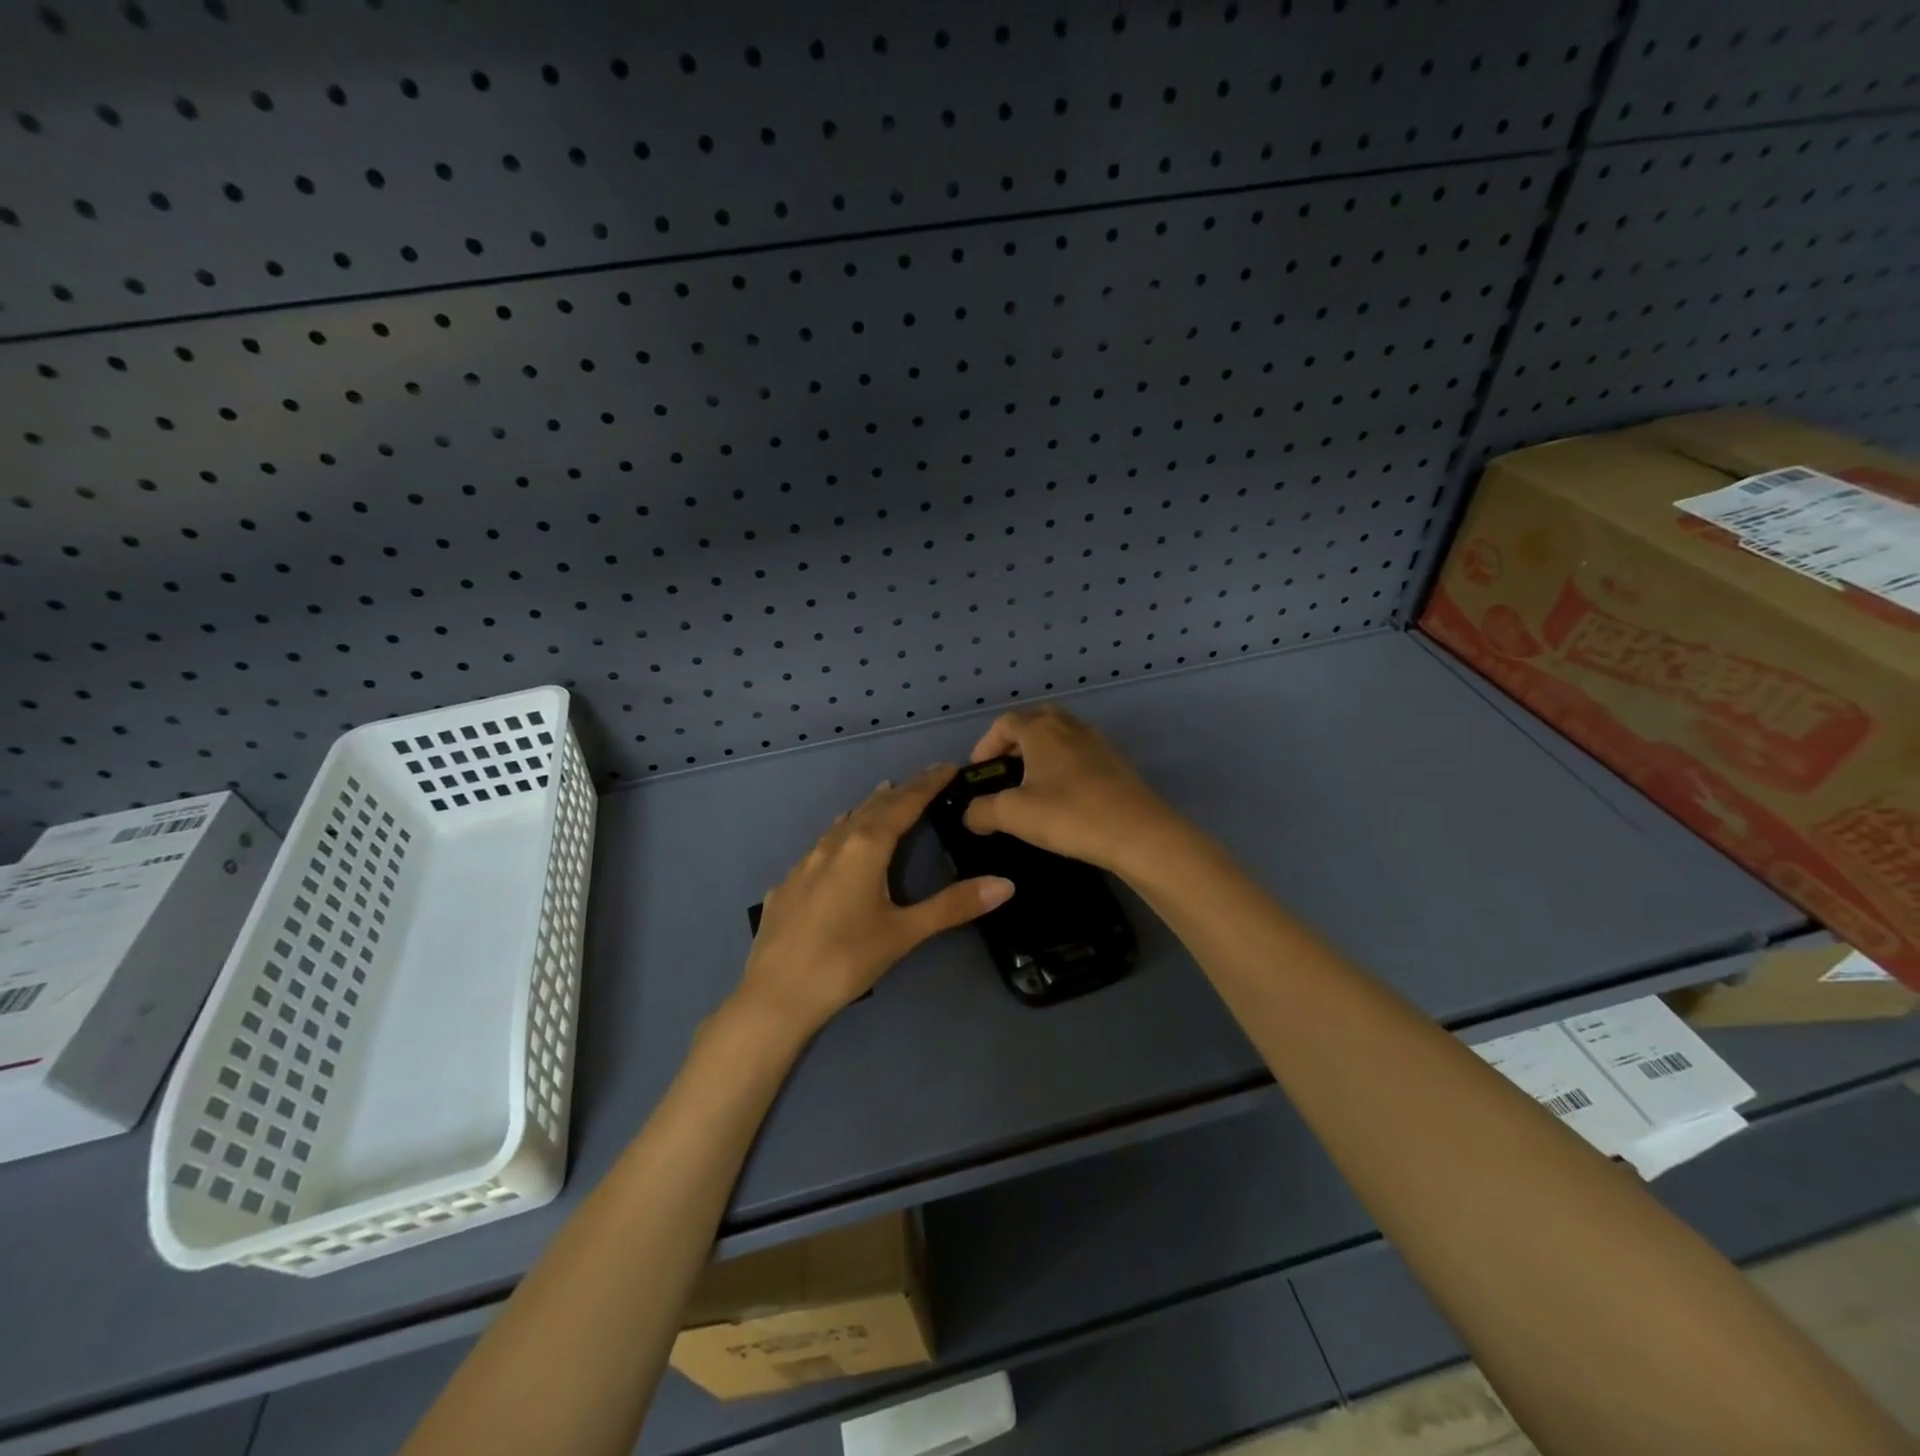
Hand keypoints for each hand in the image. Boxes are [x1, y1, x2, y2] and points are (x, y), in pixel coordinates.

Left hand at [739, 765, 1014, 1033]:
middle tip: (925, 779)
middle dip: (902, 791)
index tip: (949, 766)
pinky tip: (837, 842)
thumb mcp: (904, 933)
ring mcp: (805, 863)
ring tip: (885, 795)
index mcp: (865, 848)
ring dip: (869, 807)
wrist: (775, 995)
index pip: (904, 804)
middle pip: (873, 807)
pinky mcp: (787, 885)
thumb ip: (953, 906)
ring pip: (843, 823)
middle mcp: (833, 845)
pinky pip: (821, 845)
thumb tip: (1006, 884)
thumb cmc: (846, 960)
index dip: (928, 784)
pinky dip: (840, 832)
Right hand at [960, 705, 1186, 876]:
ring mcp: (1098, 742)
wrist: (1138, 833)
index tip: (979, 772)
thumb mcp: (1013, 815)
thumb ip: (982, 812)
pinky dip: (1065, 766)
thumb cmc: (1068, 814)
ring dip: (1042, 753)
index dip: (985, 744)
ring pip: (1062, 736)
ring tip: (1033, 786)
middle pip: (1036, 720)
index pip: (1005, 722)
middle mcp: (1069, 726)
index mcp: (1041, 729)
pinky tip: (1065, 797)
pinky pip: (1081, 754)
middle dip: (1015, 742)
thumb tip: (969, 814)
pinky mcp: (1117, 763)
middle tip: (1006, 771)